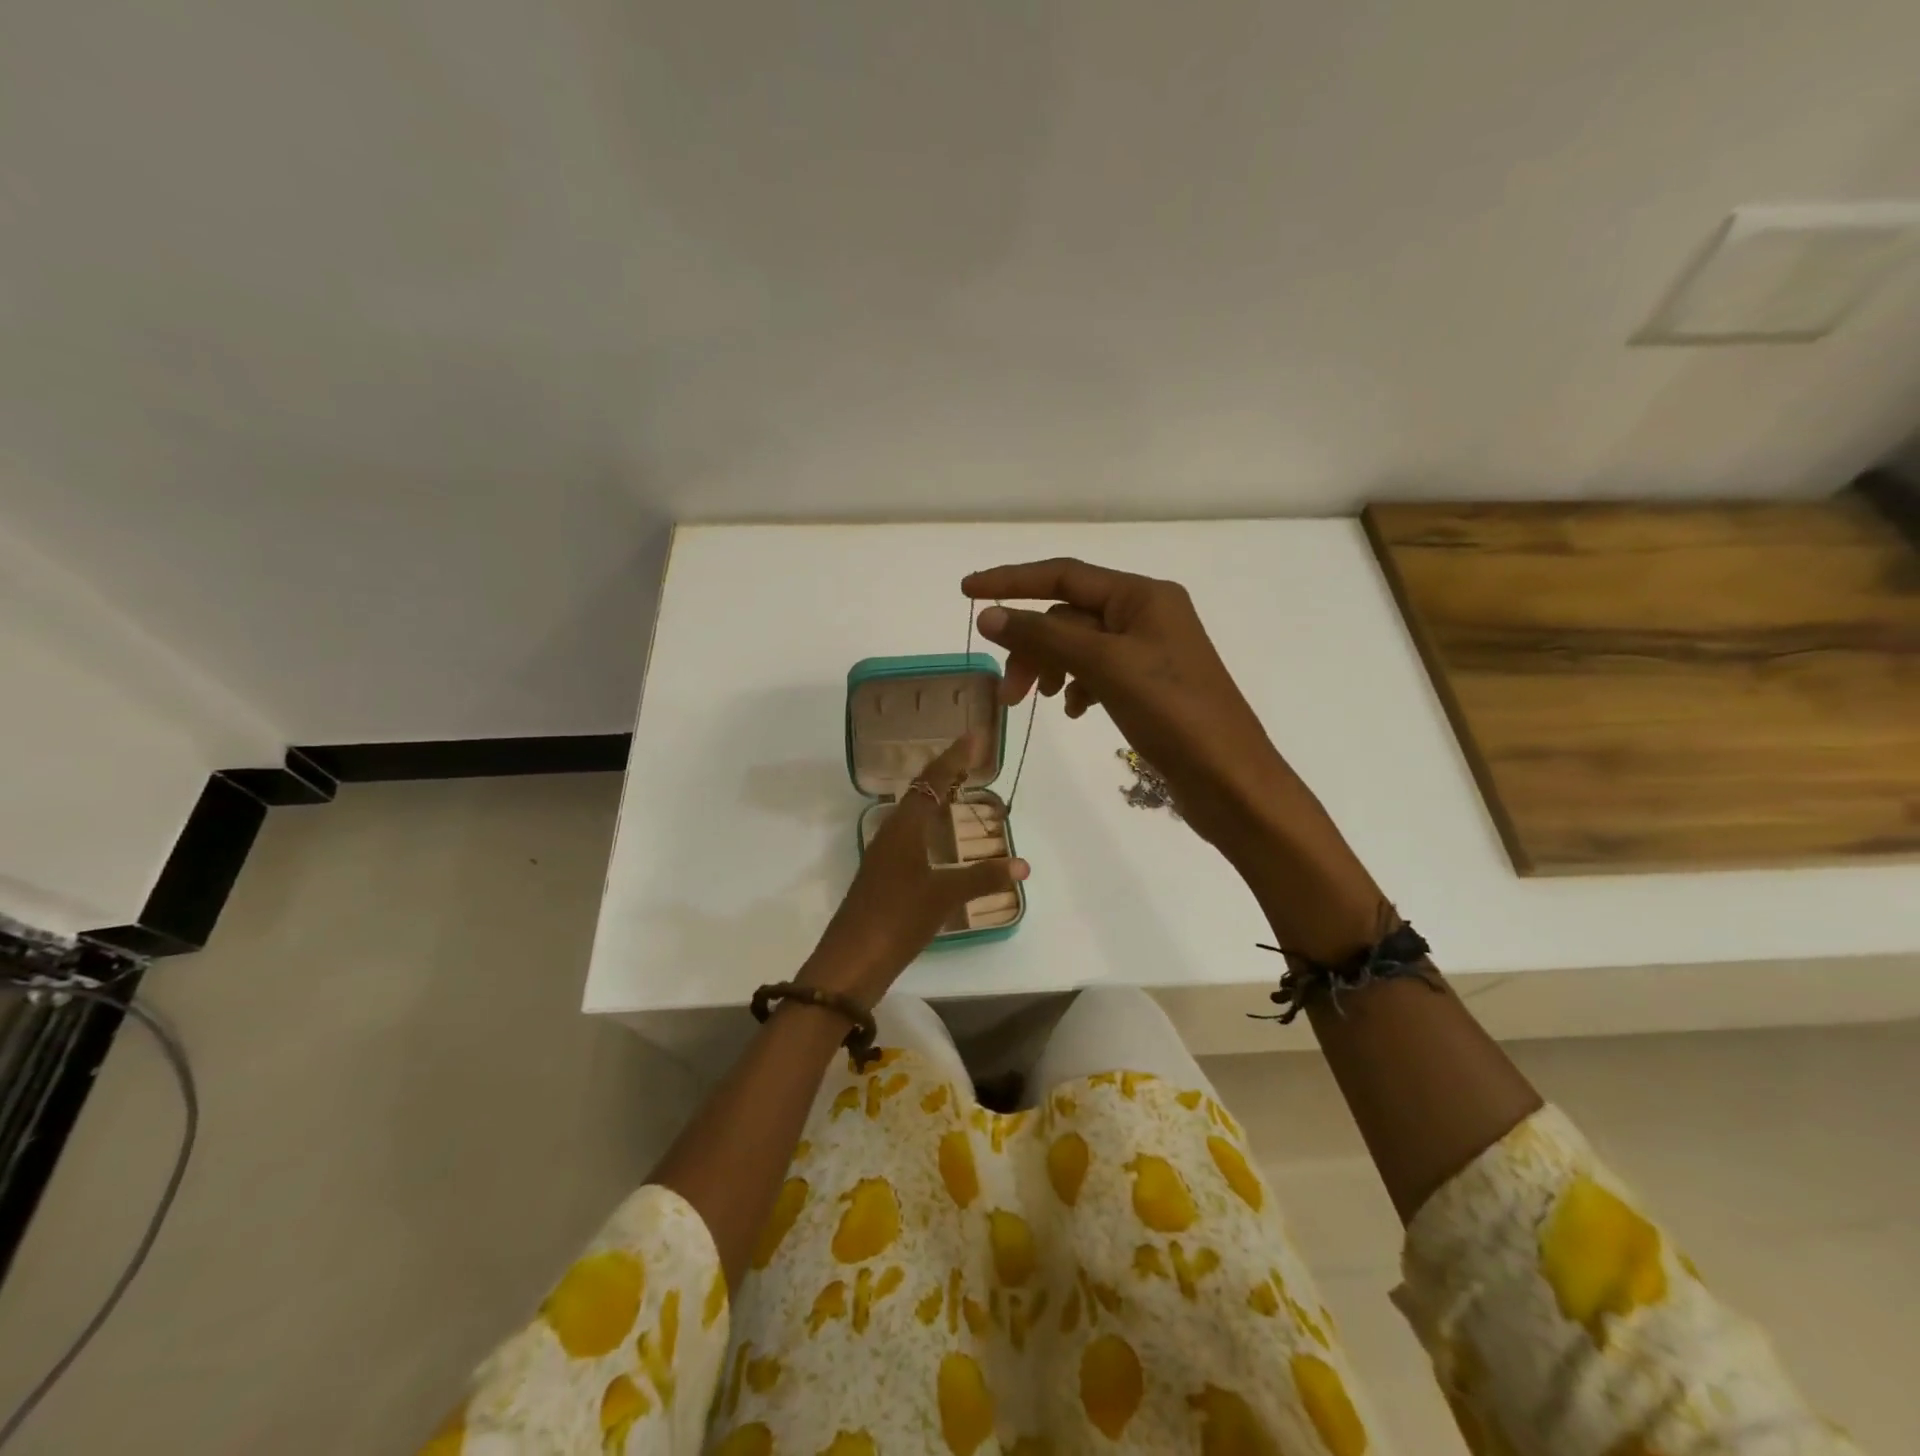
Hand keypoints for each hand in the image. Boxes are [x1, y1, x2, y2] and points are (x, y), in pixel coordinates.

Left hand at [802, 731, 1029, 1003]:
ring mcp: (885, 855)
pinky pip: (911, 833)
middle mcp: (891, 833)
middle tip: (973, 755)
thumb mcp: (943, 896)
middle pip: (921, 791)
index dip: (955, 758)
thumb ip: (983, 878)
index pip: (932, 781)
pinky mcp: (884, 875)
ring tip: (961, 786)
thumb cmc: (896, 919)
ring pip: (914, 812)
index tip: (976, 736)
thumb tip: (1022, 864)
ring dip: (937, 795)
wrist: (850, 960)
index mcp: (903, 828)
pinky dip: (930, 822)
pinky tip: (939, 836)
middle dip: (947, 770)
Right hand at [962, 558, 1296, 855]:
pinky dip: (1077, 686)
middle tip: (1007, 691)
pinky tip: (1073, 710)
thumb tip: (989, 615)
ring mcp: (1150, 651)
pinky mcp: (1150, 685)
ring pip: (1079, 646)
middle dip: (1031, 646)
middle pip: (1068, 616)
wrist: (1229, 779)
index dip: (1012, 581)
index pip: (1064, 576)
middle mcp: (1147, 613)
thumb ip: (1044, 636)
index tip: (966, 591)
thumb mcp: (1104, 666)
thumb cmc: (1172, 713)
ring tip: (1033, 702)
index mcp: (1143, 595)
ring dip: (1050, 668)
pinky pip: (1097, 672)